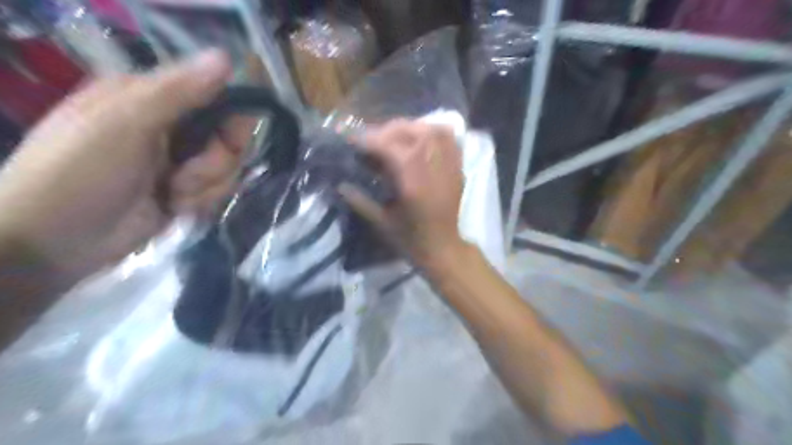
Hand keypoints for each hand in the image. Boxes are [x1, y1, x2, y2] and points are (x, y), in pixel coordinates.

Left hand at [0, 51, 245, 281]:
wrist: (56, 242)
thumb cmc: (80, 172)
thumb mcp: (125, 124)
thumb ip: (178, 92)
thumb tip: (226, 58)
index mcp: (152, 99)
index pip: (216, 96)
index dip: (232, 117)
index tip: (229, 138)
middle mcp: (172, 127)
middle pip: (230, 137)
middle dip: (217, 161)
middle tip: (187, 174)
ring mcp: (181, 162)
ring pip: (228, 168)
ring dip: (206, 186)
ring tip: (173, 195)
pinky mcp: (187, 192)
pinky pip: (219, 191)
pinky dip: (201, 202)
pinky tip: (175, 207)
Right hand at [339, 118, 464, 265]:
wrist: (443, 249)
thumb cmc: (411, 240)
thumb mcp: (382, 223)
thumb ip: (360, 201)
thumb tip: (340, 184)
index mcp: (413, 185)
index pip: (390, 148)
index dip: (369, 140)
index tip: (352, 139)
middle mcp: (434, 169)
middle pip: (412, 133)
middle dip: (387, 130)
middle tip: (371, 139)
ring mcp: (449, 166)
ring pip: (432, 130)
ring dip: (409, 128)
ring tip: (394, 136)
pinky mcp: (458, 168)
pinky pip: (449, 139)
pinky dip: (432, 132)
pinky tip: (419, 138)